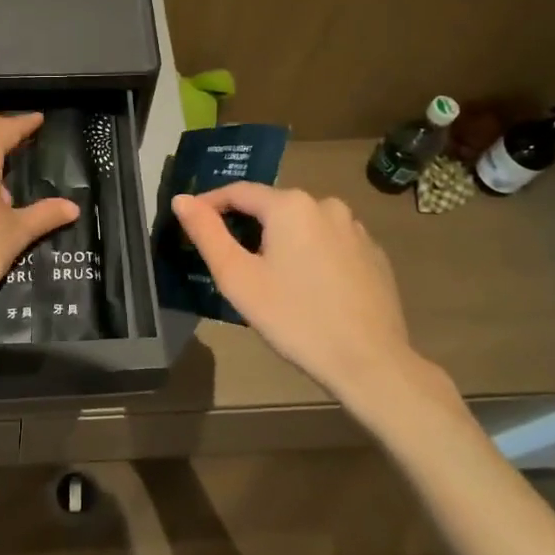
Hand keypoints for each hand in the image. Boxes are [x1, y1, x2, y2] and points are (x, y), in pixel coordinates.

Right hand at [172, 183, 461, 416]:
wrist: (370, 362)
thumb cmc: (295, 319)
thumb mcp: (238, 278)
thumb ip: (206, 233)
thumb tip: (181, 199)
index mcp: (290, 205)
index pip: (239, 192)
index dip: (210, 204)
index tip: (192, 223)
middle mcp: (326, 204)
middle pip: (273, 207)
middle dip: (248, 227)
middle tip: (230, 261)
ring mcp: (355, 228)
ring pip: (303, 225)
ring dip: (281, 241)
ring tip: (269, 277)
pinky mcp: (373, 254)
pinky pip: (330, 243)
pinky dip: (311, 255)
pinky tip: (308, 288)